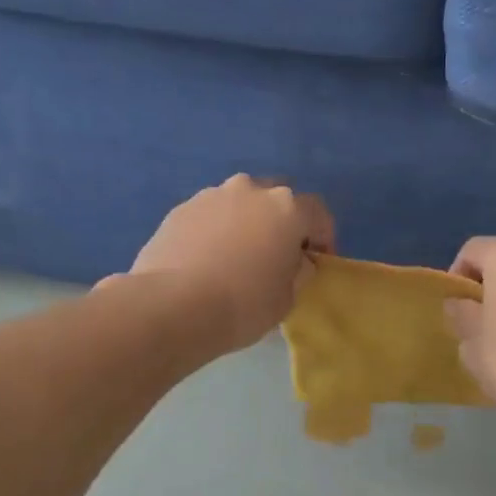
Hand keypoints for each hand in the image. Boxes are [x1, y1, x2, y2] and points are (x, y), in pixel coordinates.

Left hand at [125, 176, 334, 355]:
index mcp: (286, 207)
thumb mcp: (288, 297)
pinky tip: (207, 261)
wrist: (173, 306)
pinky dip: (215, 231)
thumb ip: (299, 271)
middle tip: (277, 254)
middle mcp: (250, 190)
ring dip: (245, 223)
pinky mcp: (179, 210)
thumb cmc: (244, 304)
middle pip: (276, 199)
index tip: (317, 262)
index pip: (317, 213)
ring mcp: (210, 196)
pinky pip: (209, 217)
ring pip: (239, 204)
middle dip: (281, 222)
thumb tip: (297, 260)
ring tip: (237, 257)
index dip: (323, 237)